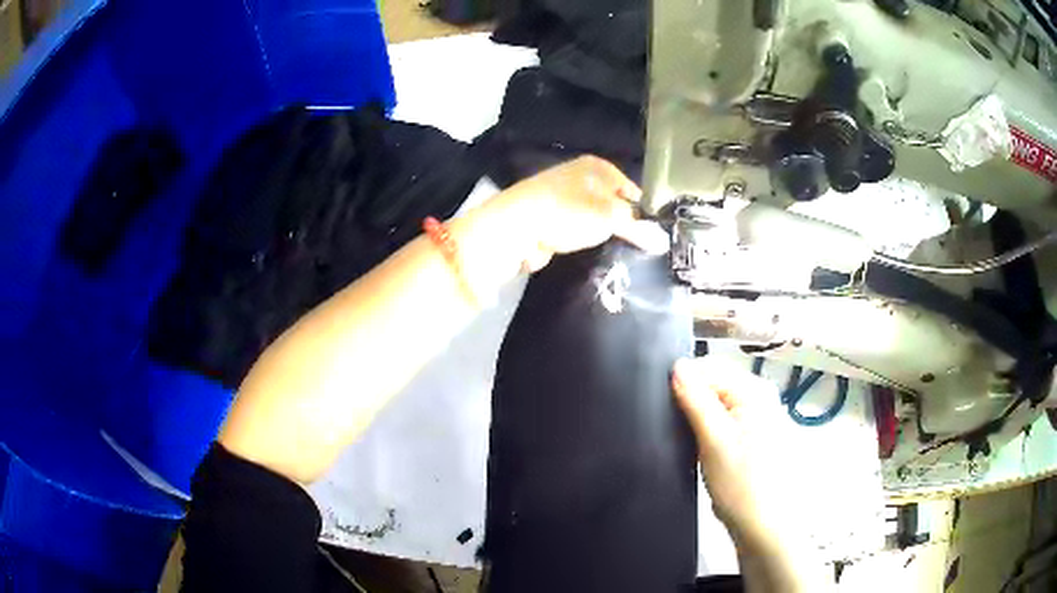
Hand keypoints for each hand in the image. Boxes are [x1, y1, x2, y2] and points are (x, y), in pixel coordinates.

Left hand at [487, 156, 669, 271]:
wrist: (517, 227)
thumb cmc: (569, 212)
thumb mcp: (611, 216)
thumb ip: (637, 227)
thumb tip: (661, 240)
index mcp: (597, 167)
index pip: (632, 188)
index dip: (645, 211)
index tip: (656, 235)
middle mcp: (580, 177)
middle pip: (613, 203)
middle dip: (625, 225)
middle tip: (643, 248)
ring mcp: (563, 199)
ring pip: (594, 219)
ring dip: (604, 235)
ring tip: (621, 254)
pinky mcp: (550, 220)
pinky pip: (577, 232)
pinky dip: (584, 242)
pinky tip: (592, 254)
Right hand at [671, 357, 791, 547]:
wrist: (760, 522)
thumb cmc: (739, 481)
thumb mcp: (713, 439)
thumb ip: (696, 399)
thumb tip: (677, 365)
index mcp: (754, 390)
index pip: (710, 367)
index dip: (684, 381)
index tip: (664, 404)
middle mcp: (757, 396)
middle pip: (714, 382)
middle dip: (691, 397)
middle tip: (673, 423)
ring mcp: (755, 416)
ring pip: (715, 402)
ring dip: (696, 414)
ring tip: (682, 434)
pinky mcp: (748, 434)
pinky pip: (721, 418)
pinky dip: (706, 426)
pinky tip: (696, 443)